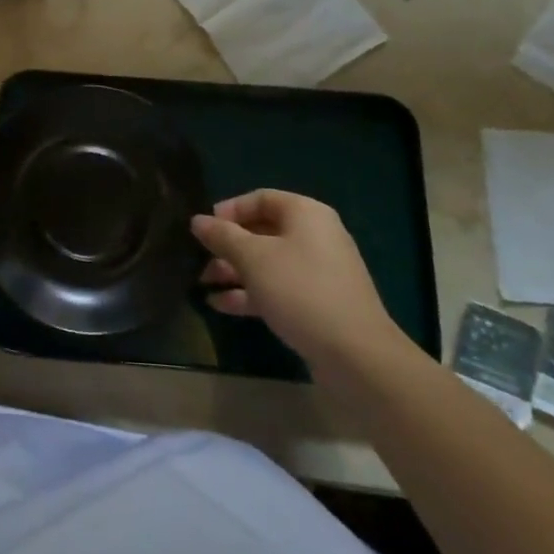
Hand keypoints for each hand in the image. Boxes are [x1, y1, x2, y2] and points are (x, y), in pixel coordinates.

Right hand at [194, 190, 407, 374]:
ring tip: (202, 283)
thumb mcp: (253, 258)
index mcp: (305, 214)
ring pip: (268, 262)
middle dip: (228, 246)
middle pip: (263, 231)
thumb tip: (197, 220)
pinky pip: (278, 288)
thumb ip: (222, 236)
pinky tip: (221, 305)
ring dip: (234, 271)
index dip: (229, 210)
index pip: (260, 198)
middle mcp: (315, 236)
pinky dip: (251, 293)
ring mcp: (319, 272)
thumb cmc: (300, 290)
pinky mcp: (318, 303)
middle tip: (199, 259)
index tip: (203, 228)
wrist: (356, 355)